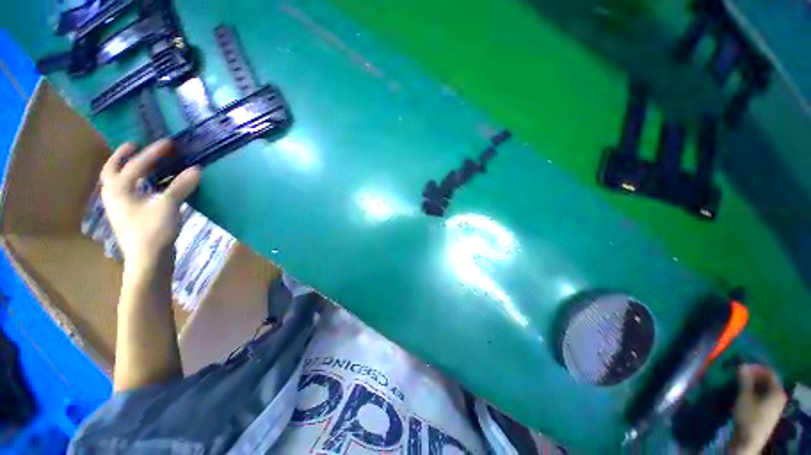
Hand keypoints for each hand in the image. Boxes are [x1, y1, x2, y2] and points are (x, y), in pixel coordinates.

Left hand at [100, 139, 200, 271]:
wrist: (148, 259)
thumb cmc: (154, 231)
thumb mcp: (169, 206)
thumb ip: (181, 186)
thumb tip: (196, 169)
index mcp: (119, 189)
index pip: (137, 165)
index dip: (153, 153)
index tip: (168, 143)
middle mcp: (113, 194)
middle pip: (112, 169)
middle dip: (122, 155)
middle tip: (136, 145)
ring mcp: (119, 206)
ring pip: (117, 181)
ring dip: (126, 168)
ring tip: (139, 161)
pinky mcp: (127, 215)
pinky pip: (127, 190)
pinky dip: (134, 182)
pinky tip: (146, 185)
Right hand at [731, 364, 786, 453]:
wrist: (749, 440)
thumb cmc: (748, 417)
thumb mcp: (744, 397)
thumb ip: (745, 380)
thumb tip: (742, 364)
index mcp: (777, 391)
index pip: (769, 372)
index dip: (756, 367)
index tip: (742, 366)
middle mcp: (779, 396)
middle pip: (767, 381)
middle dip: (753, 376)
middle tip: (739, 373)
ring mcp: (775, 405)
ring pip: (764, 389)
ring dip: (752, 384)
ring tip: (739, 383)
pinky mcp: (769, 411)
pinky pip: (763, 396)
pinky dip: (754, 392)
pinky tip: (744, 394)